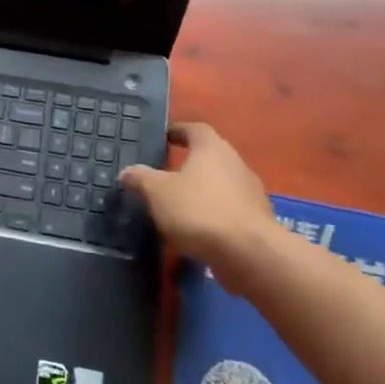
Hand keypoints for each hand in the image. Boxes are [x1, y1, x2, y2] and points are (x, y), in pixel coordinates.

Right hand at [118, 123, 286, 291]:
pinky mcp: (257, 222)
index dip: (178, 131)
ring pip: (220, 186)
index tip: (163, 138)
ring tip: (176, 208)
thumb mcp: (157, 192)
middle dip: (188, 165)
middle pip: (209, 157)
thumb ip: (140, 178)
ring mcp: (251, 193)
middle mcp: (236, 164)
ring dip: (200, 193)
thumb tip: (127, 172)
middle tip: (164, 176)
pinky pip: (228, 211)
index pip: (194, 129)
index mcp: (212, 148)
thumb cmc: (199, 210)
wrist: (249, 254)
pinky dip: (212, 216)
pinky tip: (195, 232)